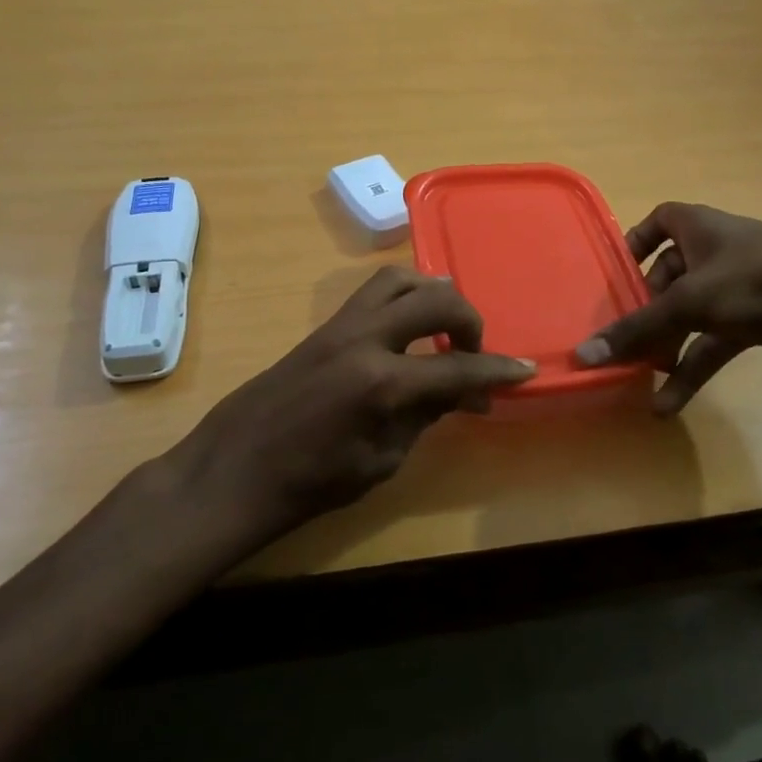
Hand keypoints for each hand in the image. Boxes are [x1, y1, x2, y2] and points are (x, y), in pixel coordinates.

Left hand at [184, 267, 535, 536]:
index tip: (524, 371)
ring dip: (433, 295)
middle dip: (469, 319)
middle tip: (473, 350)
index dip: (497, 371)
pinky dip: (404, 298)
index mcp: (383, 383)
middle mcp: (366, 338)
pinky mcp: (324, 325)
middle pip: (435, 300)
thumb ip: (425, 417)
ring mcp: (341, 325)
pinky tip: (408, 330)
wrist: (237, 468)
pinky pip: (374, 293)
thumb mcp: (382, 461)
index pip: (458, 367)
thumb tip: (461, 392)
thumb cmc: (310, 482)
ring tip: (442, 328)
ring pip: (401, 279)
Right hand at [573, 203, 761, 414]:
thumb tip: (583, 354)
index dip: (635, 241)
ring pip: (688, 314)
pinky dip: (692, 368)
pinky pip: (711, 342)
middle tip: (621, 338)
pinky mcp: (754, 320)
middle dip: (644, 309)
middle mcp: (714, 251)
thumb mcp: (690, 302)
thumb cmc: (757, 279)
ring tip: (638, 376)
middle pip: (667, 276)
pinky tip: (668, 403)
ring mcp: (736, 287)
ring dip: (665, 345)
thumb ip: (637, 329)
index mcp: (697, 227)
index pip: (658, 221)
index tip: (615, 272)